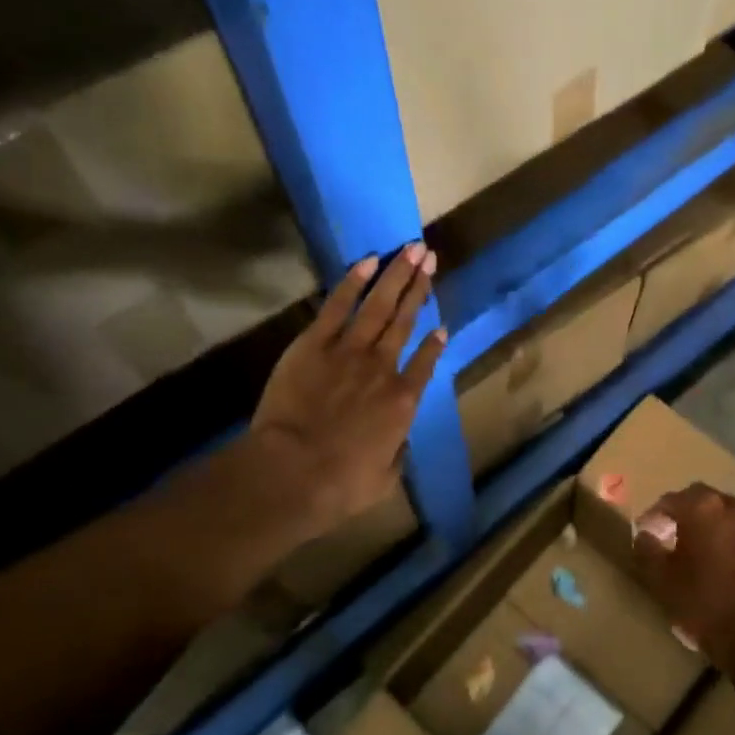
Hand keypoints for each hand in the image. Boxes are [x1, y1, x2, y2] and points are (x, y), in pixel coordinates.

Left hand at [245, 242, 444, 543]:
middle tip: (430, 257)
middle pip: (405, 320)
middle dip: (420, 287)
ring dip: (397, 275)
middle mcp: (384, 368)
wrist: (293, 472)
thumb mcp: (384, 478)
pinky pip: (339, 305)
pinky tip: (369, 260)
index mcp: (404, 401)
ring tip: (412, 249)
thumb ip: (396, 453)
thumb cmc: (341, 484)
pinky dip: (354, 281)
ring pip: (380, 305)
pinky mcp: (314, 344)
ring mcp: (349, 351)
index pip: (426, 363)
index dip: (435, 343)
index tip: (442, 325)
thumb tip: (397, 441)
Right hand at [632, 483, 734, 666]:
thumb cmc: (699, 599)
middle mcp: (729, 507)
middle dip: (682, 511)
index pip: (669, 500)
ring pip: (722, 513)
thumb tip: (644, 534)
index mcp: (701, 507)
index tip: (645, 532)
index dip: (653, 515)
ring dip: (706, 522)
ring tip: (693, 545)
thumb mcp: (660, 577)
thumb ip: (646, 549)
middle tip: (668, 532)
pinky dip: (725, 537)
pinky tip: (717, 559)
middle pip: (699, 498)